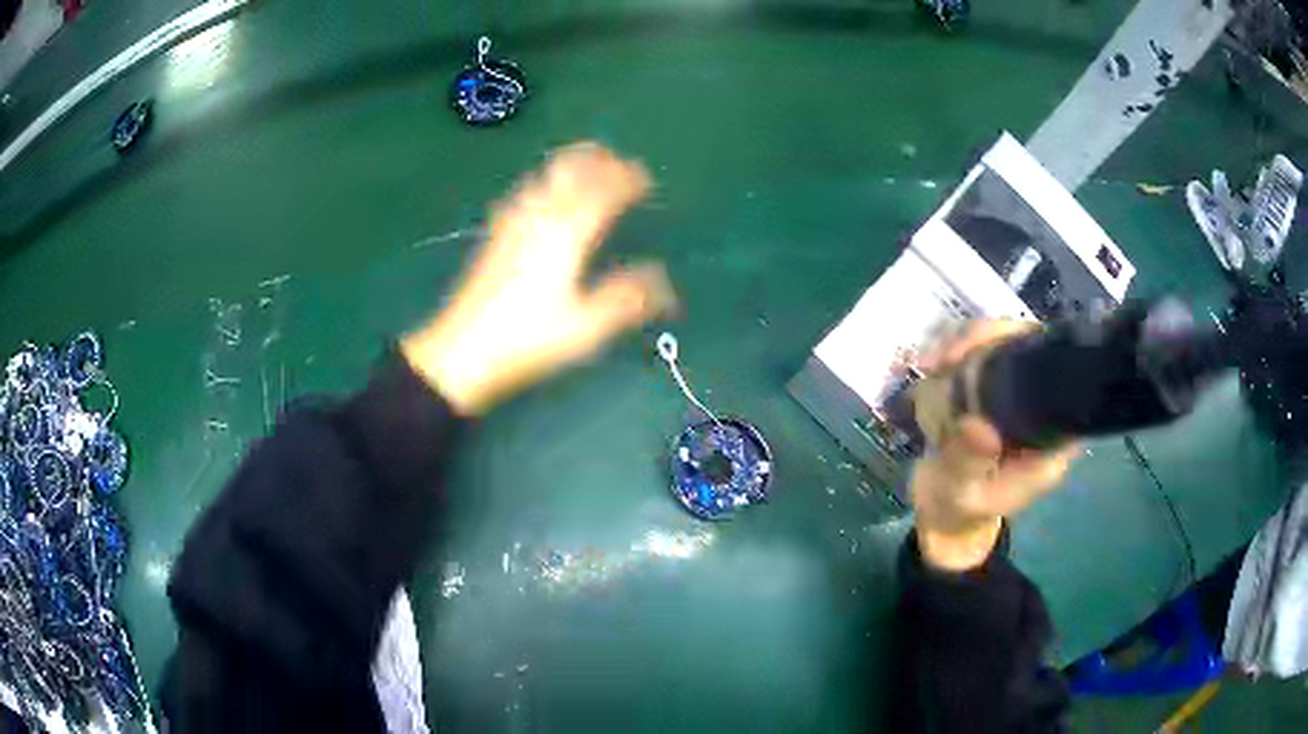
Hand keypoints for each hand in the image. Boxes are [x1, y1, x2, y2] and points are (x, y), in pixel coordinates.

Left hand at [402, 142, 675, 414]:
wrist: (462, 350)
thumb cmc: (528, 338)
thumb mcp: (586, 328)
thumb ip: (626, 300)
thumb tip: (663, 282)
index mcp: (567, 234)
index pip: (602, 192)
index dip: (626, 179)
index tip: (646, 178)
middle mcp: (539, 217)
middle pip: (569, 170)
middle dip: (596, 160)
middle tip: (617, 160)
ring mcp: (512, 223)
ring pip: (544, 176)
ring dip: (570, 165)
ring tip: (586, 167)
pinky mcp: (495, 235)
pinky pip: (524, 192)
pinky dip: (544, 182)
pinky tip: (539, 193)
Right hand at [909, 321, 1079, 570]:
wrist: (944, 515)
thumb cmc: (959, 510)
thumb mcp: (961, 494)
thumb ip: (969, 464)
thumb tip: (977, 425)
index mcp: (1050, 440)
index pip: (1056, 376)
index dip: (1025, 349)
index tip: (980, 354)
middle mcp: (1040, 410)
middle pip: (1028, 346)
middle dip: (986, 340)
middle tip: (945, 357)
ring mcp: (1016, 396)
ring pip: (1001, 343)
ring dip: (964, 343)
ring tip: (929, 363)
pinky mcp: (994, 391)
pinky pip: (979, 354)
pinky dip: (953, 353)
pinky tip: (930, 364)